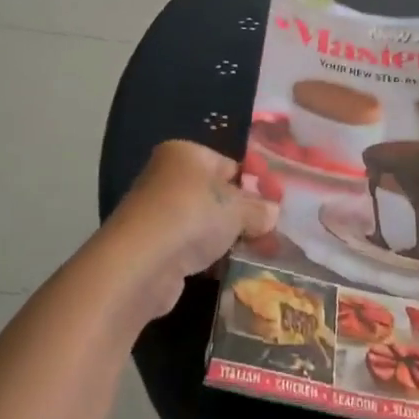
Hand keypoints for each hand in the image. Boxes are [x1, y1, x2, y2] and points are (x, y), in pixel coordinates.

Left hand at [105, 141, 277, 318]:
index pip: (229, 163)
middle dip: (244, 213)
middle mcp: (168, 176)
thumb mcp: (236, 208)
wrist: (140, 264)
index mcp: (185, 153)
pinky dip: (210, 255)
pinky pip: (192, 246)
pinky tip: (233, 265)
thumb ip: (258, 209)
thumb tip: (272, 213)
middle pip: (217, 193)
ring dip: (229, 236)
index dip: (255, 183)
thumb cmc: (192, 216)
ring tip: (261, 251)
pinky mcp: (154, 247)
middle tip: (273, 230)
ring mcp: (158, 212)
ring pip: (205, 221)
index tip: (277, 202)